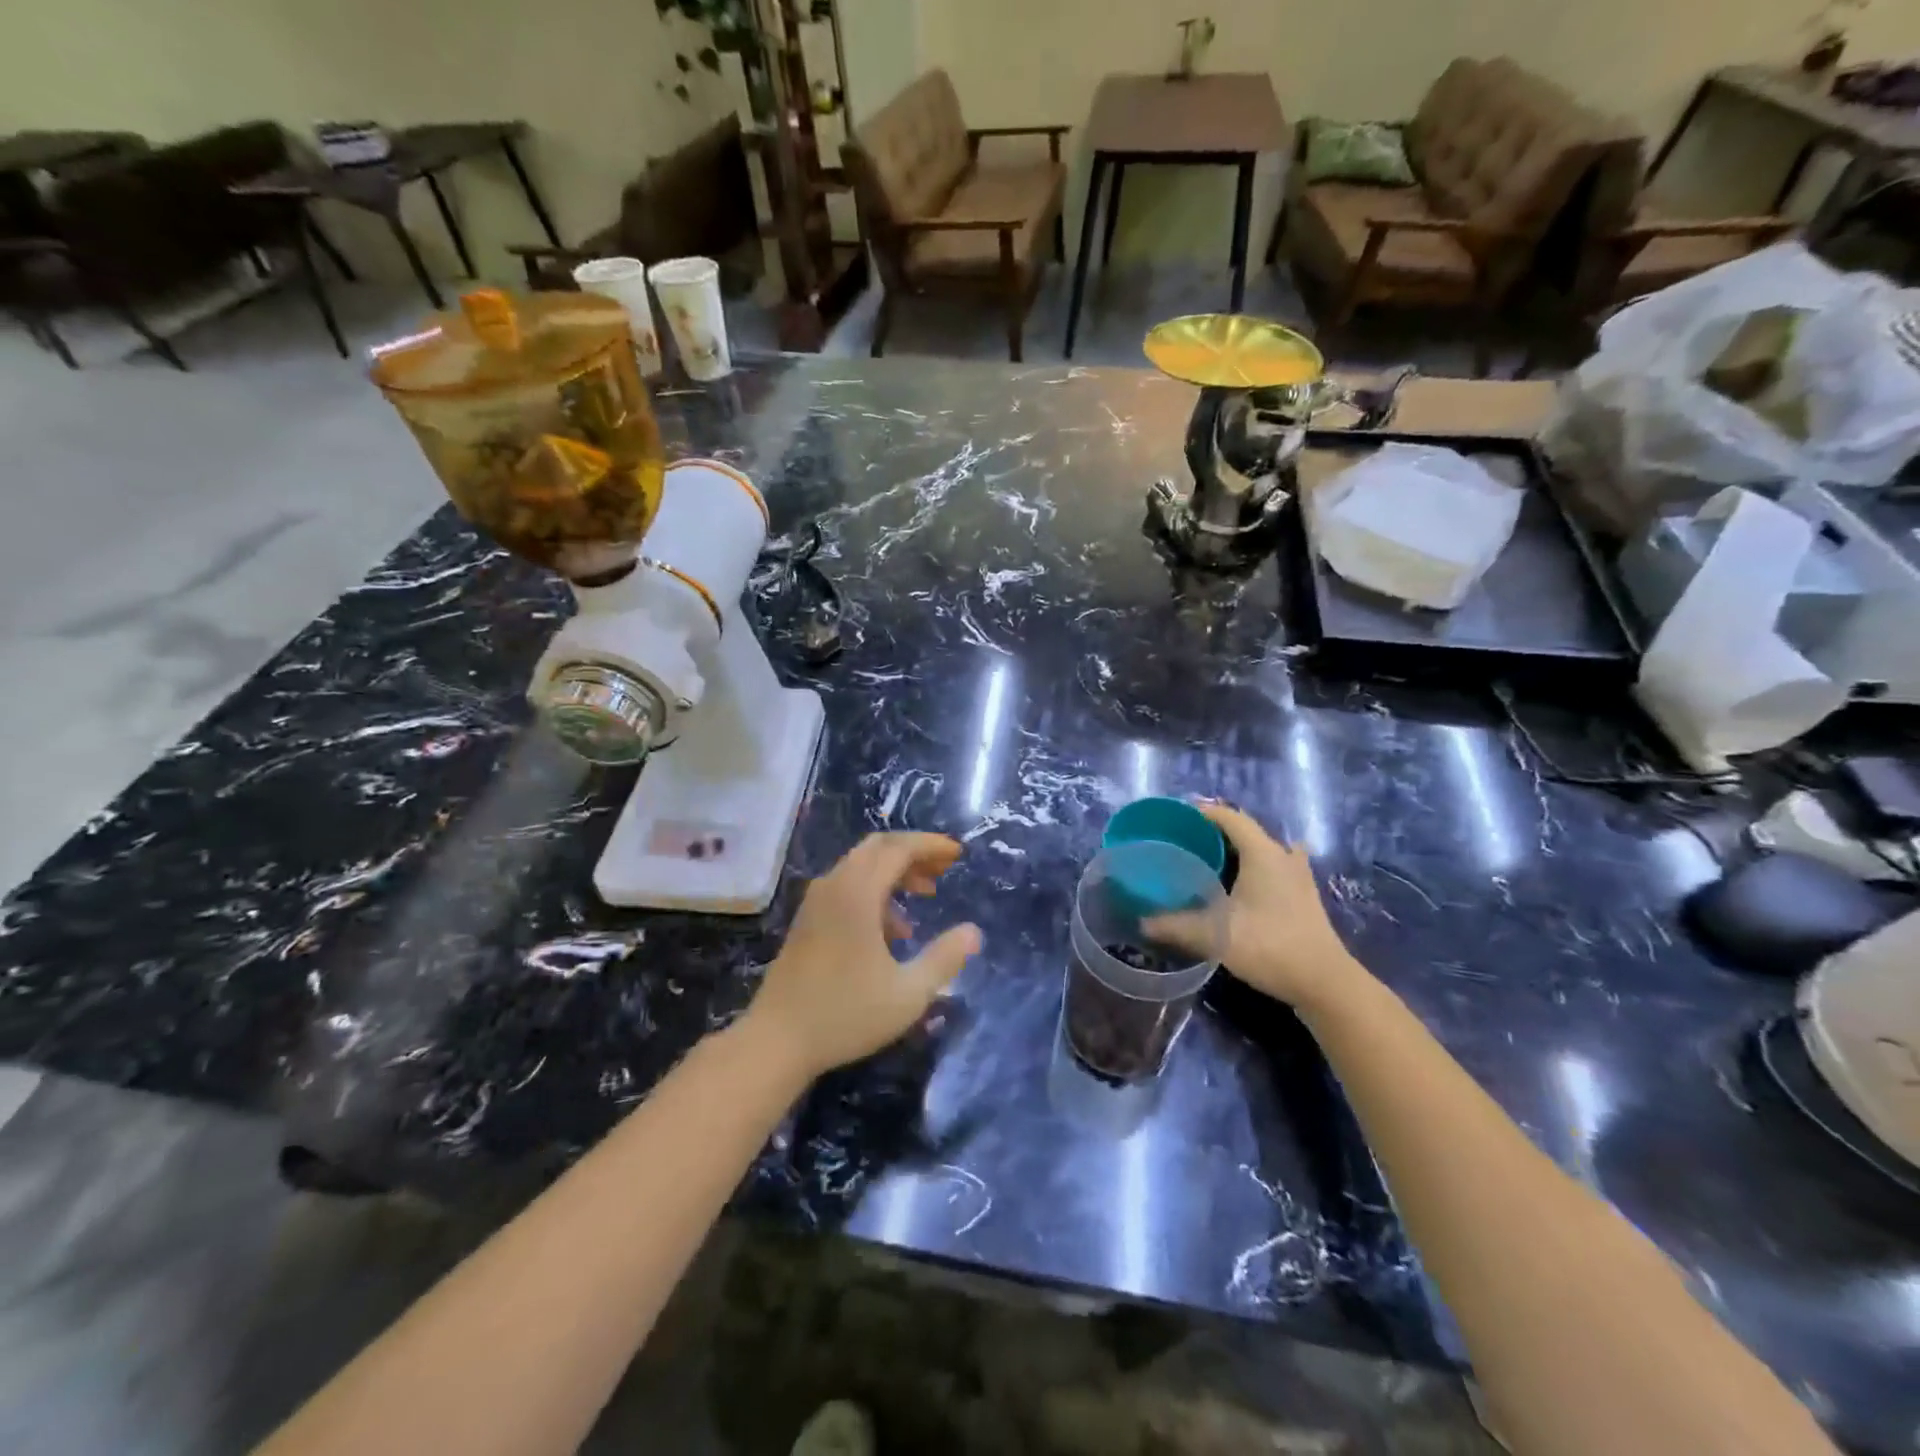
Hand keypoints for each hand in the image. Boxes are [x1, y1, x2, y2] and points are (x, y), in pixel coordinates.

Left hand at [744, 833, 981, 1080]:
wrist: (776, 1041)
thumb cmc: (846, 1015)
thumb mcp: (908, 993)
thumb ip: (945, 958)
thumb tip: (973, 932)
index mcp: (857, 894)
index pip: (898, 848)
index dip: (930, 846)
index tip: (958, 854)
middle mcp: (834, 887)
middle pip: (877, 847)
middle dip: (913, 852)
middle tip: (942, 870)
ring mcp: (816, 902)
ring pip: (860, 866)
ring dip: (894, 872)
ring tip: (924, 896)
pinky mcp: (807, 920)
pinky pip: (846, 886)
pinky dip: (874, 890)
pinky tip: (892, 930)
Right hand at [1185, 803, 1369, 1012]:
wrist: (1324, 983)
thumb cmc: (1270, 947)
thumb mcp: (1216, 936)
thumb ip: (1176, 926)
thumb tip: (1142, 922)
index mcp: (1262, 853)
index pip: (1229, 817)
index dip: (1201, 813)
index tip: (1174, 820)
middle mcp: (1282, 856)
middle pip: (1245, 831)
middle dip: (1214, 833)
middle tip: (1184, 844)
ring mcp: (1298, 876)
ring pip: (1263, 849)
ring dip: (1238, 850)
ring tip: (1211, 861)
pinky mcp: (1304, 896)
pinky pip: (1275, 867)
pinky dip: (1257, 867)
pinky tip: (1248, 882)